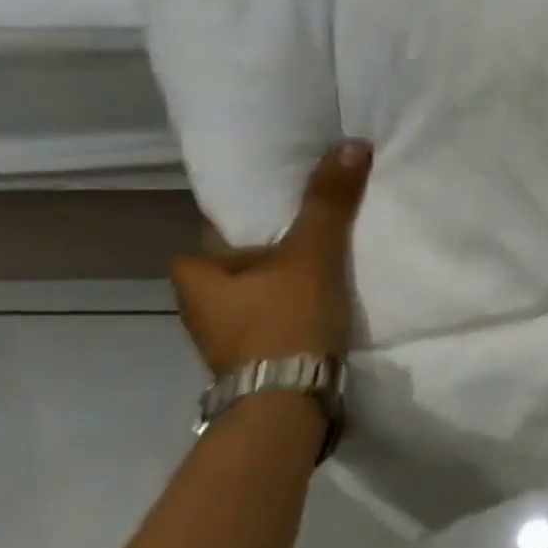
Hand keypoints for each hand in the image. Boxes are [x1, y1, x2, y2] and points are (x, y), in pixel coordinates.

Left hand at [171, 142, 373, 376]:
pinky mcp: (254, 359)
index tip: (288, 204)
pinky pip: (274, 317)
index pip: (219, 227)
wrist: (289, 403)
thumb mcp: (312, 253)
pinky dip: (295, 307)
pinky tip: (325, 302)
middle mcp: (199, 305)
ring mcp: (225, 337)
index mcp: (195, 274)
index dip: (253, 213)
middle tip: (316, 230)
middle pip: (241, 261)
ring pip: (259, 291)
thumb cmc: (285, 319)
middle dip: (274, 248)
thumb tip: (352, 144)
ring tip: (329, 263)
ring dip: (286, 280)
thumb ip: (329, 202)